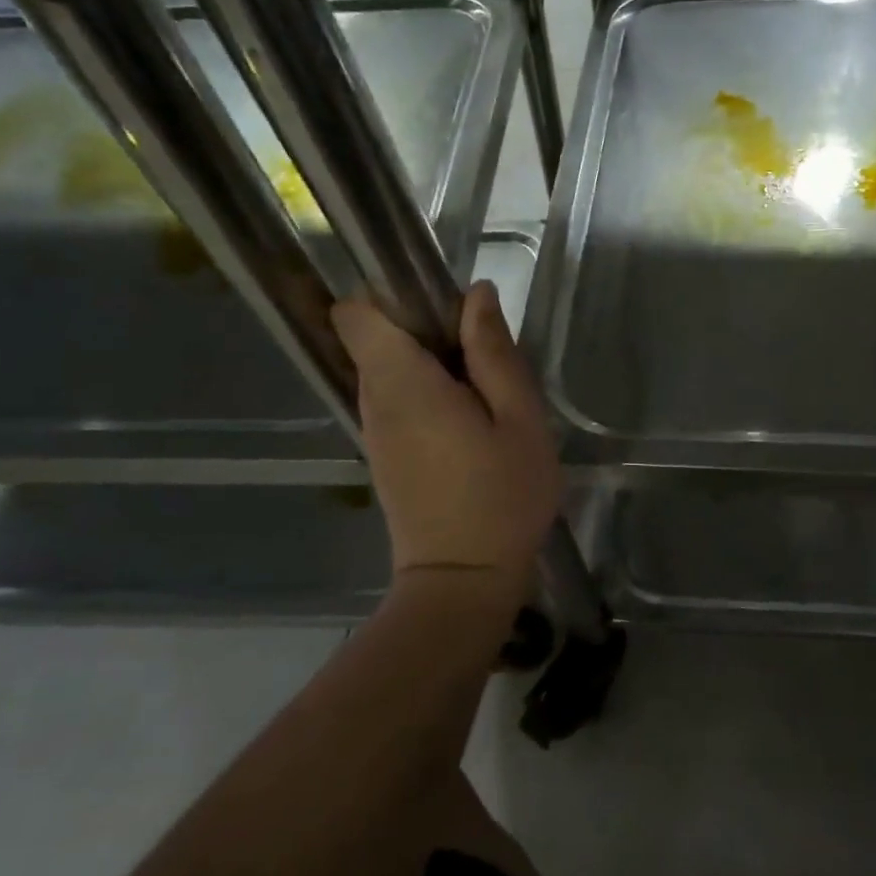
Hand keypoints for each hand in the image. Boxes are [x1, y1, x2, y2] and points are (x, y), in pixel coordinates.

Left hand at [331, 283, 561, 605]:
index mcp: (402, 383)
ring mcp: (375, 430)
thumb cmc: (501, 496)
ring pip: (389, 368)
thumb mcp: (519, 419)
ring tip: (484, 391)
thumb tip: (475, 294)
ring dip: (431, 363)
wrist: (463, 582)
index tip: (442, 306)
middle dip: (425, 328)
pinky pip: (397, 399)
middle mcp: (374, 400)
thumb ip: (494, 353)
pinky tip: (470, 423)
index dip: (392, 295)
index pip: (356, 313)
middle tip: (484, 355)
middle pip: (377, 337)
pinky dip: (427, 393)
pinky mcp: (385, 454)